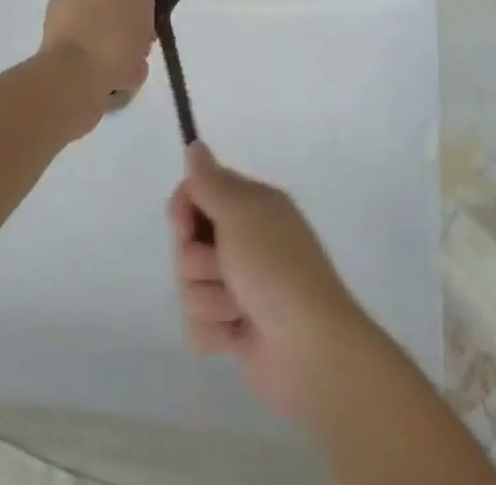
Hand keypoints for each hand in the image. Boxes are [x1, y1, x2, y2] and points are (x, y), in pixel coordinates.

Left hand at [39, 0, 154, 133]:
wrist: (72, 86)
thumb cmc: (108, 32)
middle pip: (115, 6)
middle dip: (136, 24)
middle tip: (149, 36)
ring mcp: (64, 33)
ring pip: (109, 37)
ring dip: (128, 52)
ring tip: (136, 66)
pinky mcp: (64, 64)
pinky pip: (98, 62)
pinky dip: (112, 71)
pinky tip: (123, 82)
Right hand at [168, 144, 368, 420]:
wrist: (311, 349)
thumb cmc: (275, 267)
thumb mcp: (240, 211)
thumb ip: (210, 180)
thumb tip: (195, 145)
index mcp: (251, 206)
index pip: (198, 191)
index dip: (184, 208)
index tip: (185, 226)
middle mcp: (244, 241)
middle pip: (188, 242)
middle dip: (198, 261)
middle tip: (225, 268)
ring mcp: (239, 287)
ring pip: (190, 286)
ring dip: (210, 299)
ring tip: (240, 308)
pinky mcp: (234, 330)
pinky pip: (198, 326)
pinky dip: (215, 332)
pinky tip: (239, 336)